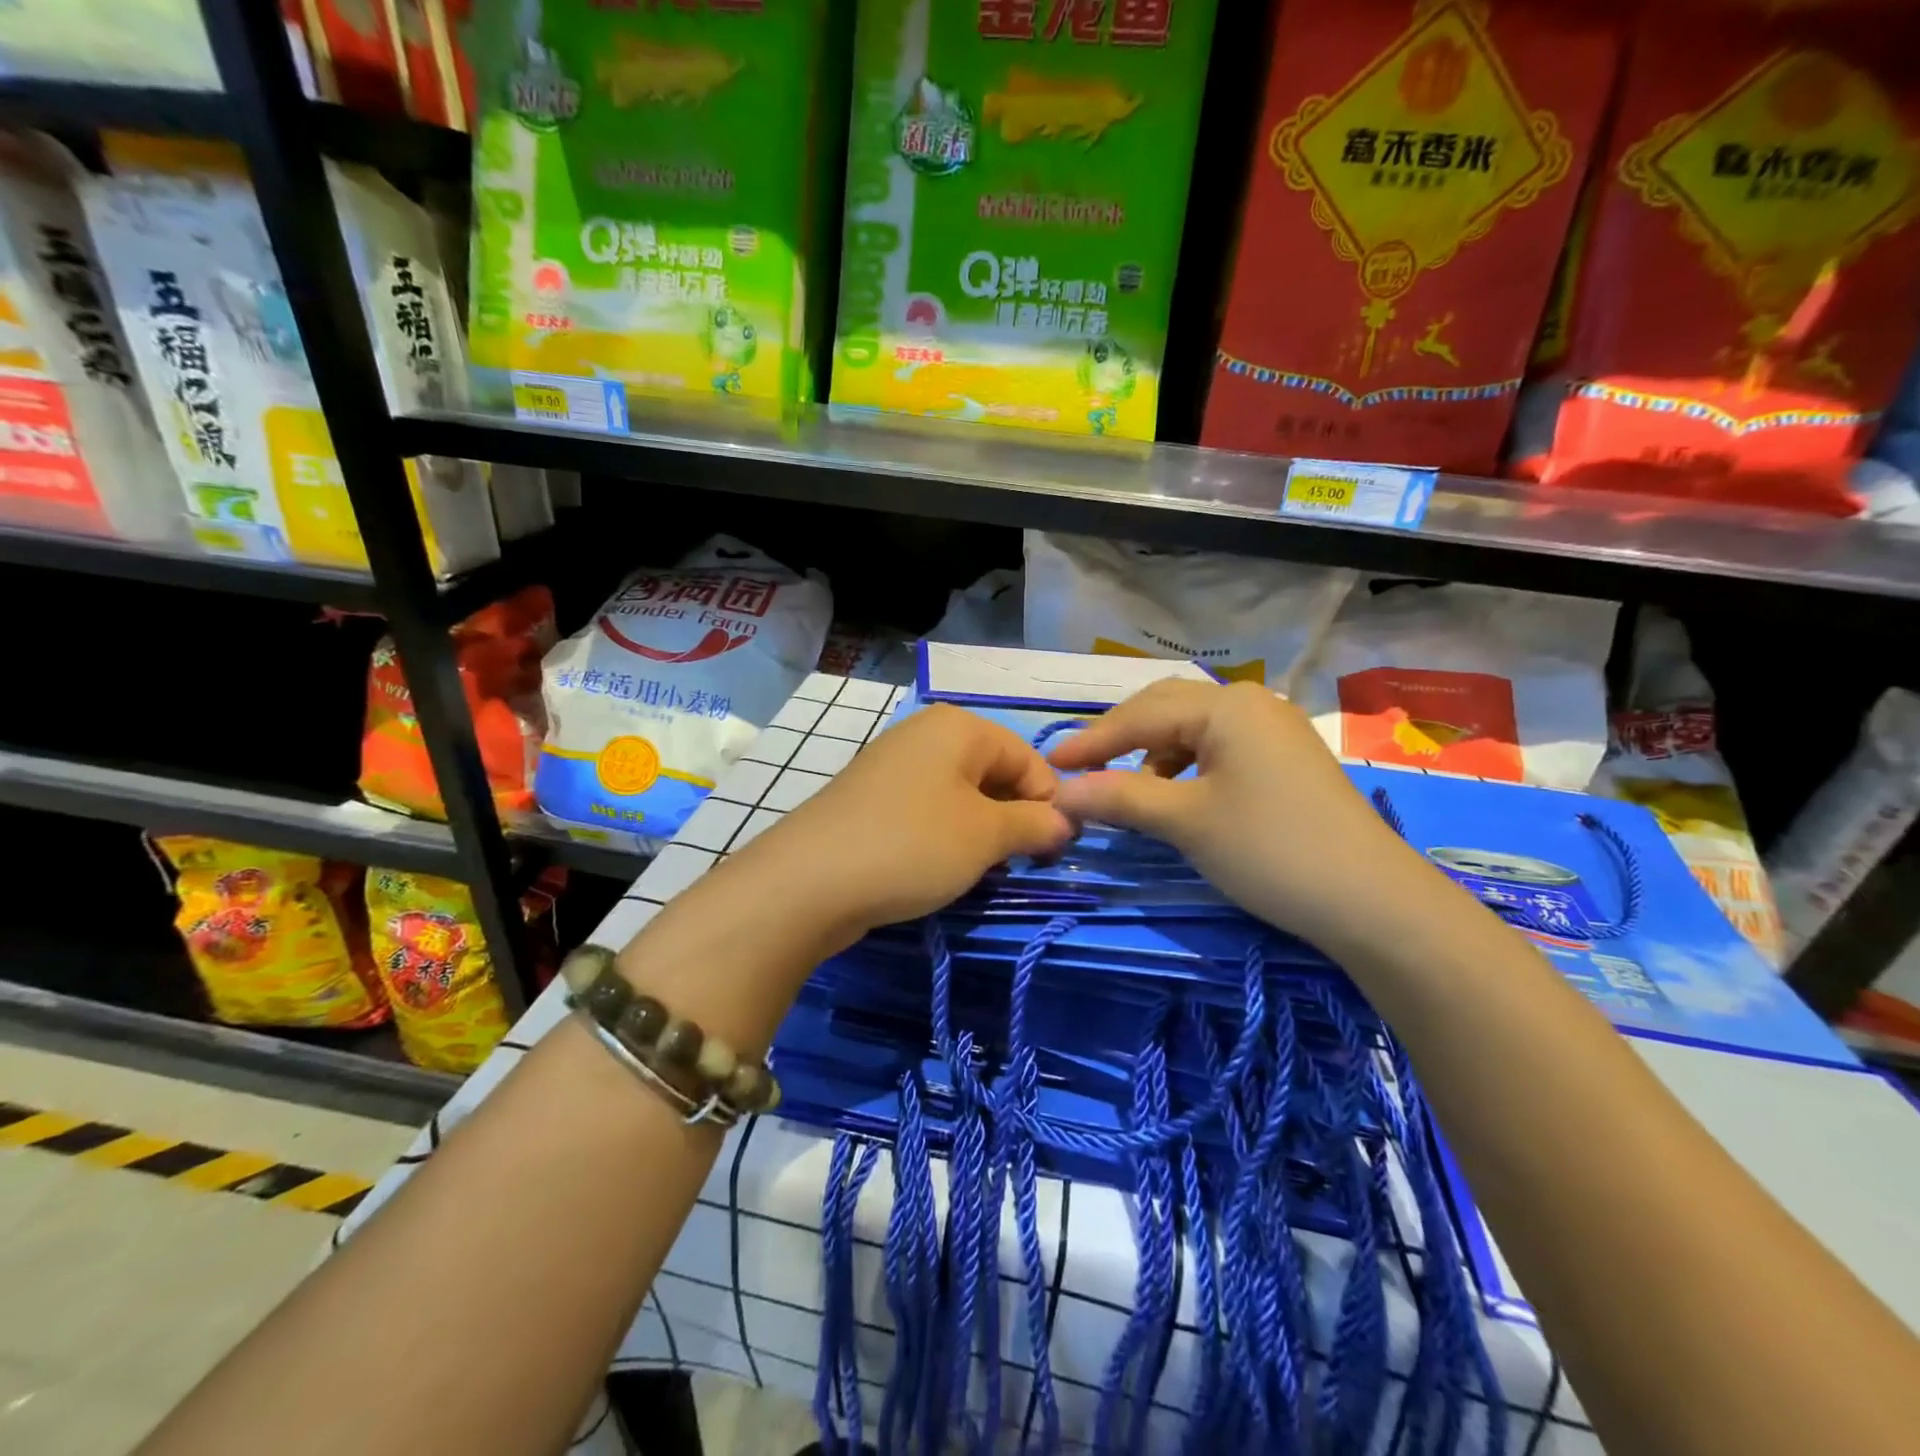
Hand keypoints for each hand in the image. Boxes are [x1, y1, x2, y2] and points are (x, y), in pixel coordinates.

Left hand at [730, 703, 1074, 952]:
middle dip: (1013, 818)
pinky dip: (944, 837)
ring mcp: (892, 765)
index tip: (1054, 851)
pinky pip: (926, 810)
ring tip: (980, 870)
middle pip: (993, 773)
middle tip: (1017, 864)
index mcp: (959, 727)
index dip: (1049, 803)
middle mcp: (925, 734)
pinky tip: (939, 869)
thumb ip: (1036, 824)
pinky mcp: (871, 799)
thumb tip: (1065, 822)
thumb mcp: (987, 836)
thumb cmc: (913, 845)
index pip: (1028, 758)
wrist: (808, 883)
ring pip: (960, 795)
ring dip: (980, 832)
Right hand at [1047, 679, 1426, 950]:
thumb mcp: (1185, 821)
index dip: (1092, 741)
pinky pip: (1219, 748)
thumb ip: (1119, 798)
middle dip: (1120, 738)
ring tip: (1128, 790)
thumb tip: (1060, 794)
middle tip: (1081, 769)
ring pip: (1193, 729)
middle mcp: (1250, 703)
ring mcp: (1273, 729)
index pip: (1140, 715)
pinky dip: (1186, 767)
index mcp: (1225, 705)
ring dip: (1153, 753)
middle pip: (1166, 708)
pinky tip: (1177, 796)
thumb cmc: (1270, 850)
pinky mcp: (1285, 759)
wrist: (1372, 902)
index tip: (1050, 766)